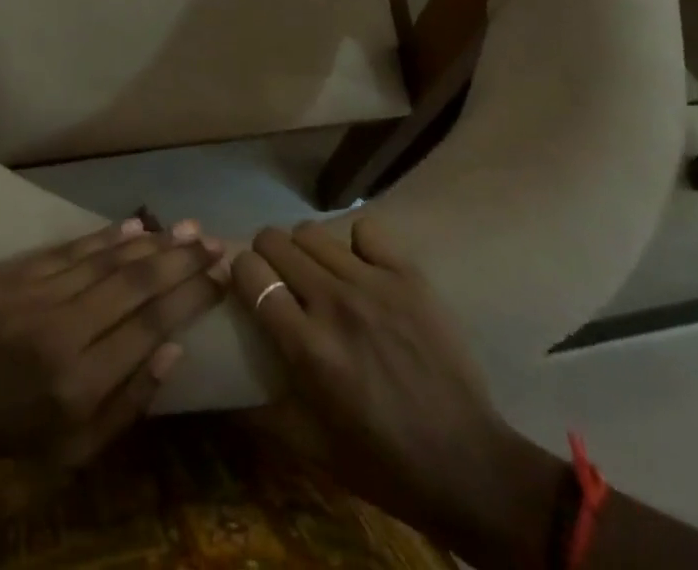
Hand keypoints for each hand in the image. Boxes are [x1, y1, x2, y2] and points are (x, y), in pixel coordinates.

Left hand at [0, 219, 226, 507]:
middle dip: (180, 261)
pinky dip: (106, 237)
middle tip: (213, 241)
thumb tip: (174, 347)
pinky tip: (137, 226)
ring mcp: (35, 295)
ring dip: (152, 242)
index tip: (220, 277)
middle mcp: (62, 332)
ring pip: (106, 259)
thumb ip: (128, 402)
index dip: (190, 297)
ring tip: (187, 228)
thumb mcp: (75, 450)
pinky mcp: (13, 272)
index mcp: (80, 384)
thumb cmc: (11, 432)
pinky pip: (70, 249)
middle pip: (134, 284)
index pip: (151, 327)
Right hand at [231, 219, 563, 568]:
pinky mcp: (408, 276)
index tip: (247, 286)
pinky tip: (361, 269)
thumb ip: (263, 412)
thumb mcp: (313, 451)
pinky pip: (365, 230)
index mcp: (307, 347)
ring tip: (318, 274)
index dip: (240, 273)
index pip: (250, 273)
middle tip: (279, 279)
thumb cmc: (386, 464)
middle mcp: (334, 303)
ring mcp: (374, 284)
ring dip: (304, 250)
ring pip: (312, 232)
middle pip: (275, 240)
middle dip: (267, 255)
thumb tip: (227, 389)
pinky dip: (355, 245)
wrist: (470, 466)